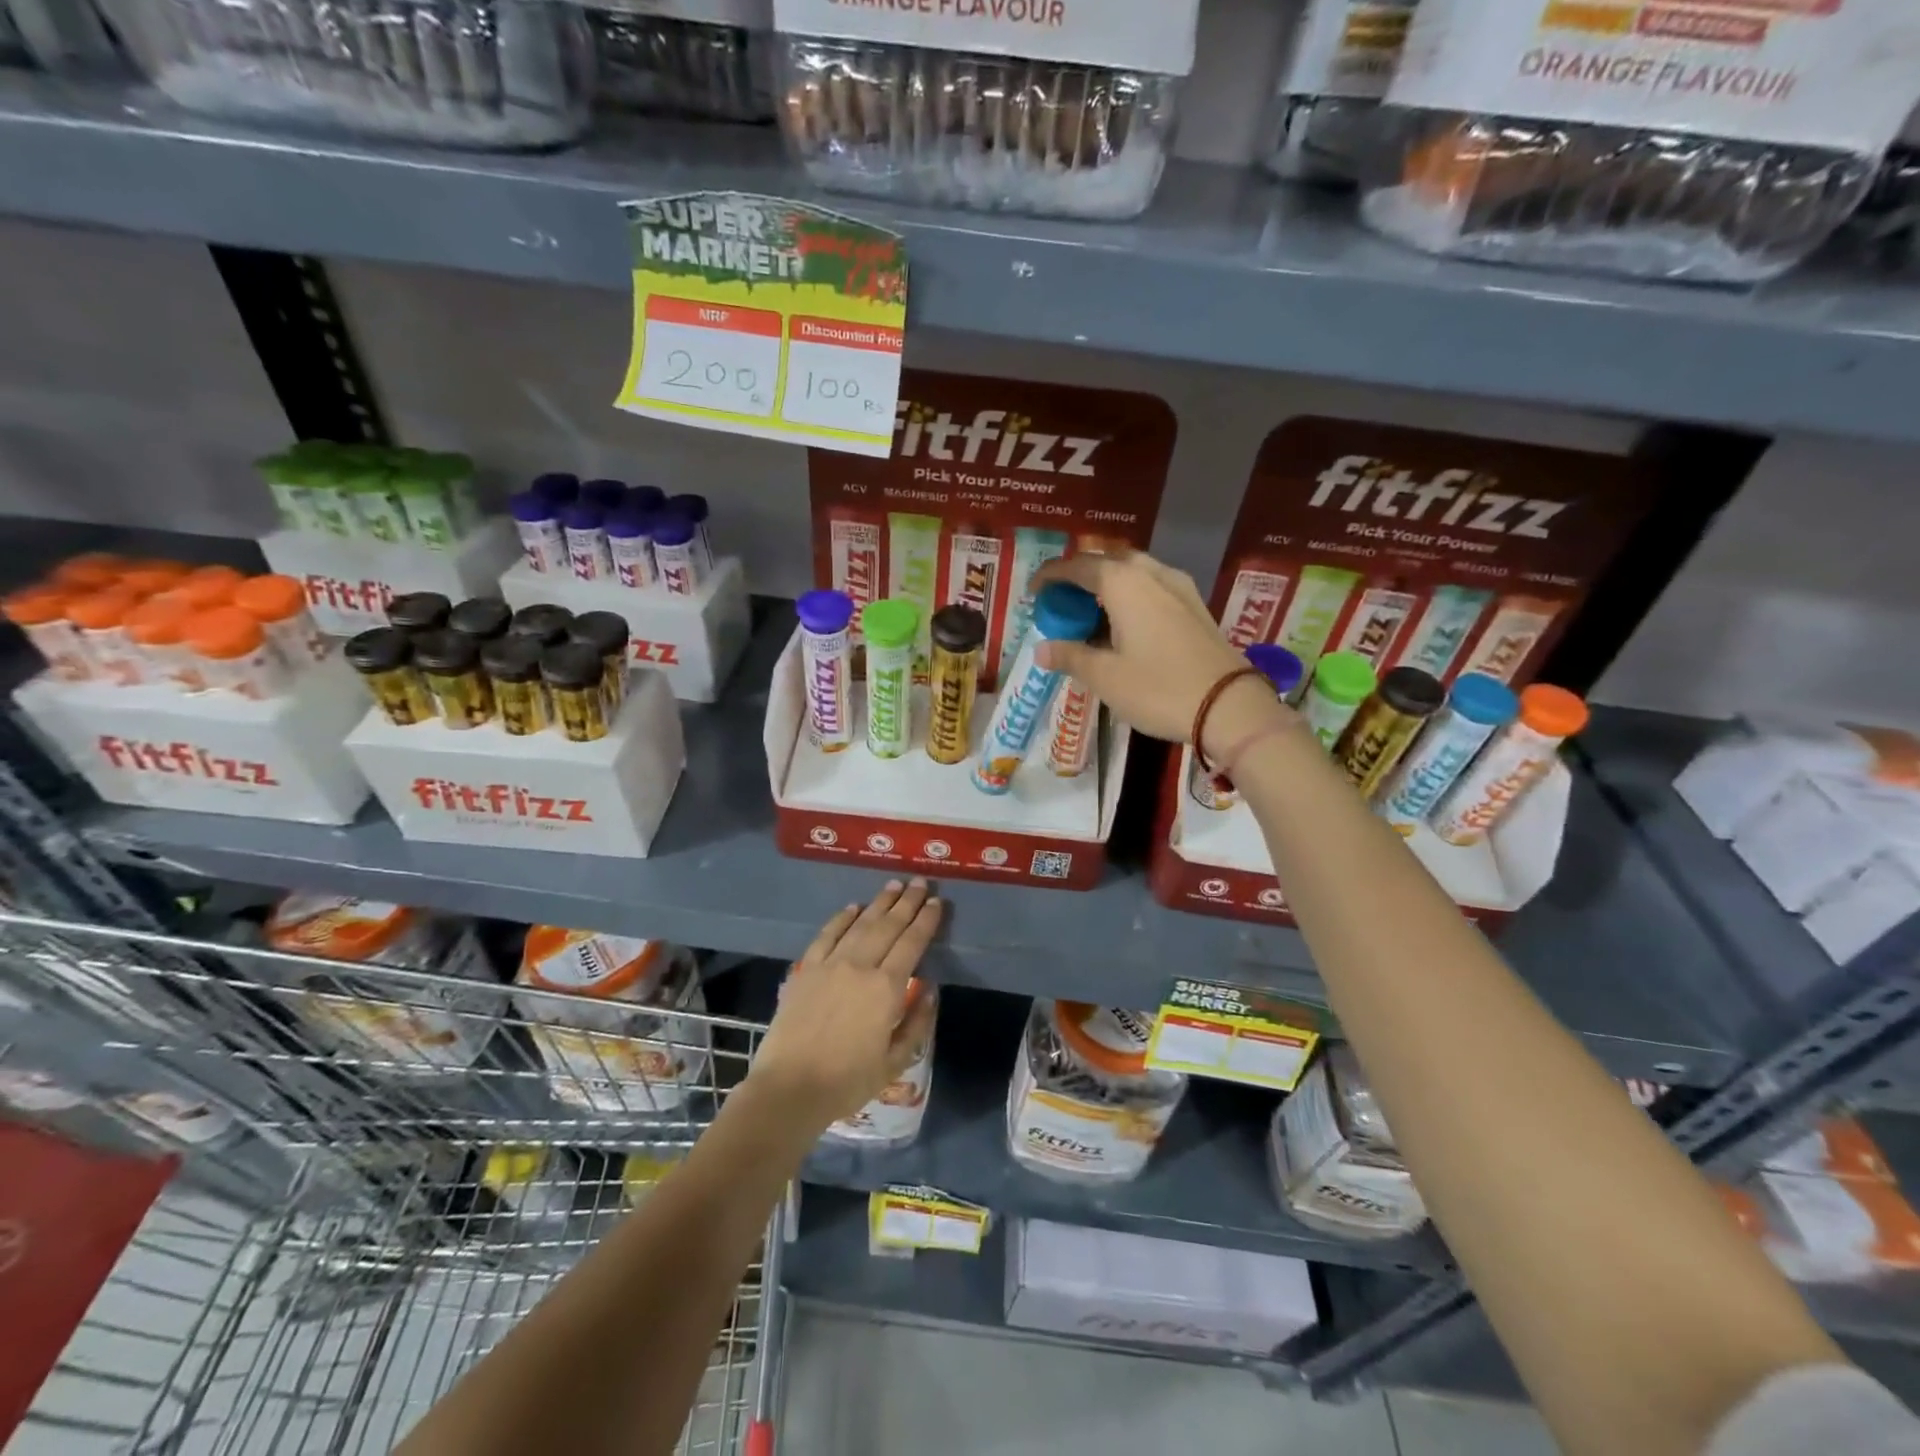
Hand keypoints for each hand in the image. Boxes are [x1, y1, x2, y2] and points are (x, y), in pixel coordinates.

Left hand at [747, 879, 942, 1129]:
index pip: (912, 943)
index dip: (926, 921)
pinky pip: (827, 934)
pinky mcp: (806, 969)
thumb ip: (916, 1023)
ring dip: (879, 903)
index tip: (937, 903)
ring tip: (894, 885)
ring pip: (860, 924)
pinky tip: (853, 907)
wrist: (789, 1088)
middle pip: (889, 926)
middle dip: (907, 902)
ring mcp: (830, 964)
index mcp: (887, 988)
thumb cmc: (847, 1081)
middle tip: (921, 882)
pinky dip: (842, 918)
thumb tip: (929, 989)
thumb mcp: (894, 1062)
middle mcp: (860, 966)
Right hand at [1030, 550, 1289, 757]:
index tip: (1033, 591)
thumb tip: (1041, 650)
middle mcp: (1152, 574)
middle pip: (1107, 562)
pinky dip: (1130, 597)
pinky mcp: (1195, 606)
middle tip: (1062, 603)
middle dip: (1080, 577)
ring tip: (1090, 615)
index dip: (1051, 575)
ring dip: (1107, 586)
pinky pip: (1152, 588)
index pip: (1078, 566)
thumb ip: (1070, 657)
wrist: (1230, 706)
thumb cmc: (1159, 688)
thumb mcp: (1105, 677)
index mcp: (1124, 583)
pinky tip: (1124, 625)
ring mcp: (1179, 587)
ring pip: (1133, 573)